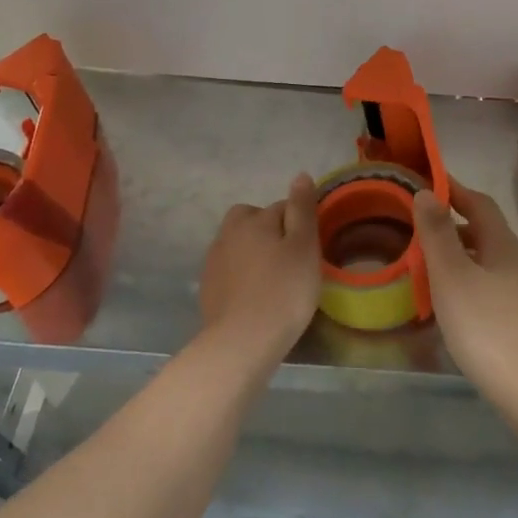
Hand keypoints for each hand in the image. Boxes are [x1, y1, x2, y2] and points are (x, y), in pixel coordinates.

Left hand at [198, 173, 320, 361]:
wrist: (242, 342)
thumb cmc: (283, 290)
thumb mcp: (304, 246)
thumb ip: (302, 209)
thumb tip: (300, 175)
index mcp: (252, 219)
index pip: (282, 207)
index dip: (300, 225)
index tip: (310, 249)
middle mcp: (228, 233)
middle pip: (253, 220)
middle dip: (270, 231)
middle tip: (290, 259)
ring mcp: (213, 261)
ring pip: (239, 244)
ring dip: (254, 253)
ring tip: (274, 279)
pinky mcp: (207, 287)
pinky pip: (230, 269)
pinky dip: (243, 275)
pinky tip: (256, 295)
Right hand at [412, 182, 517, 394]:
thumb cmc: (484, 324)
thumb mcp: (451, 275)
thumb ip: (437, 234)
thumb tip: (426, 193)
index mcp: (503, 244)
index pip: (479, 203)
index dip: (454, 189)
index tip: (427, 182)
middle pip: (485, 230)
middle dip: (453, 222)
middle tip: (419, 224)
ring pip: (486, 259)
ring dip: (459, 253)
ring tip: (428, 262)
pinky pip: (489, 284)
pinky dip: (467, 278)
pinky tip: (450, 299)